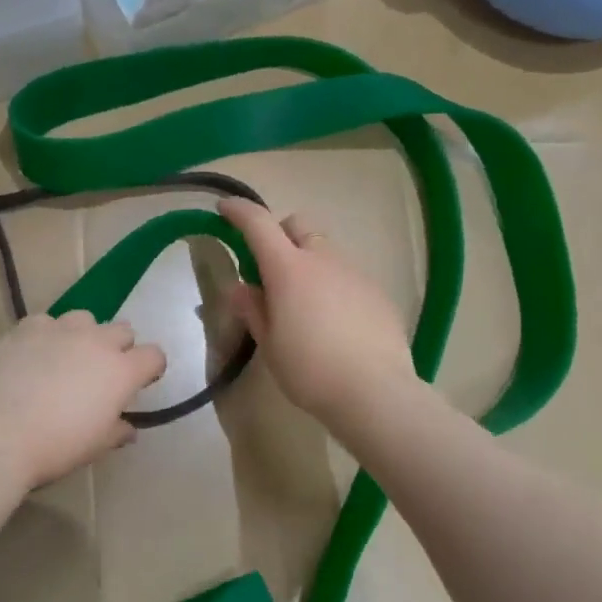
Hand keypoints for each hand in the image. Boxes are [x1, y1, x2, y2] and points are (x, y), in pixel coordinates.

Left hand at [0, 312, 167, 489]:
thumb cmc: (56, 445)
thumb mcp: (95, 446)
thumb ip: (117, 431)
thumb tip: (127, 428)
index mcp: (122, 371)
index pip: (154, 356)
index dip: (151, 368)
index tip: (141, 382)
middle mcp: (98, 341)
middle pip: (123, 330)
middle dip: (120, 347)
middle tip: (102, 373)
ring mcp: (62, 329)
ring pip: (85, 318)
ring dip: (84, 335)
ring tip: (67, 357)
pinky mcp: (28, 327)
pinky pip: (47, 322)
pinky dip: (46, 335)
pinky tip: (33, 355)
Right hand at [218, 199, 418, 424]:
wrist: (375, 392)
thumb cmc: (310, 370)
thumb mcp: (269, 344)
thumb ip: (253, 310)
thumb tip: (241, 288)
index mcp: (288, 268)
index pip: (258, 223)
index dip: (238, 211)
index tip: (224, 209)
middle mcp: (323, 259)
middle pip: (297, 225)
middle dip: (279, 235)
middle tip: (270, 269)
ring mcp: (355, 272)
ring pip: (325, 250)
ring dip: (308, 262)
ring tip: (305, 304)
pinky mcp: (378, 292)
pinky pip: (348, 275)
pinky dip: (333, 285)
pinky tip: (336, 322)